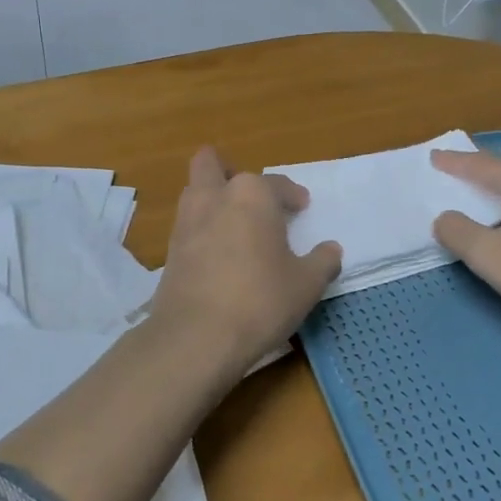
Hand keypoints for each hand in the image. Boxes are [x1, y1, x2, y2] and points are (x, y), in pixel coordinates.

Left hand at [150, 147, 342, 373]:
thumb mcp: (307, 284)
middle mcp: (214, 197)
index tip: (301, 209)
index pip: (276, 184)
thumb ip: (322, 261)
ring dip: (212, 198)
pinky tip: (219, 255)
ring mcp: (186, 221)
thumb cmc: (260, 300)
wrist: (196, 336)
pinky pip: (188, 225)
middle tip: (252, 199)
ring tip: (236, 226)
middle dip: (229, 172)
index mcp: (252, 194)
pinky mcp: (169, 250)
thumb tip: (330, 249)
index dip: (292, 196)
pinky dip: (202, 229)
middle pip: (211, 164)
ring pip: (195, 192)